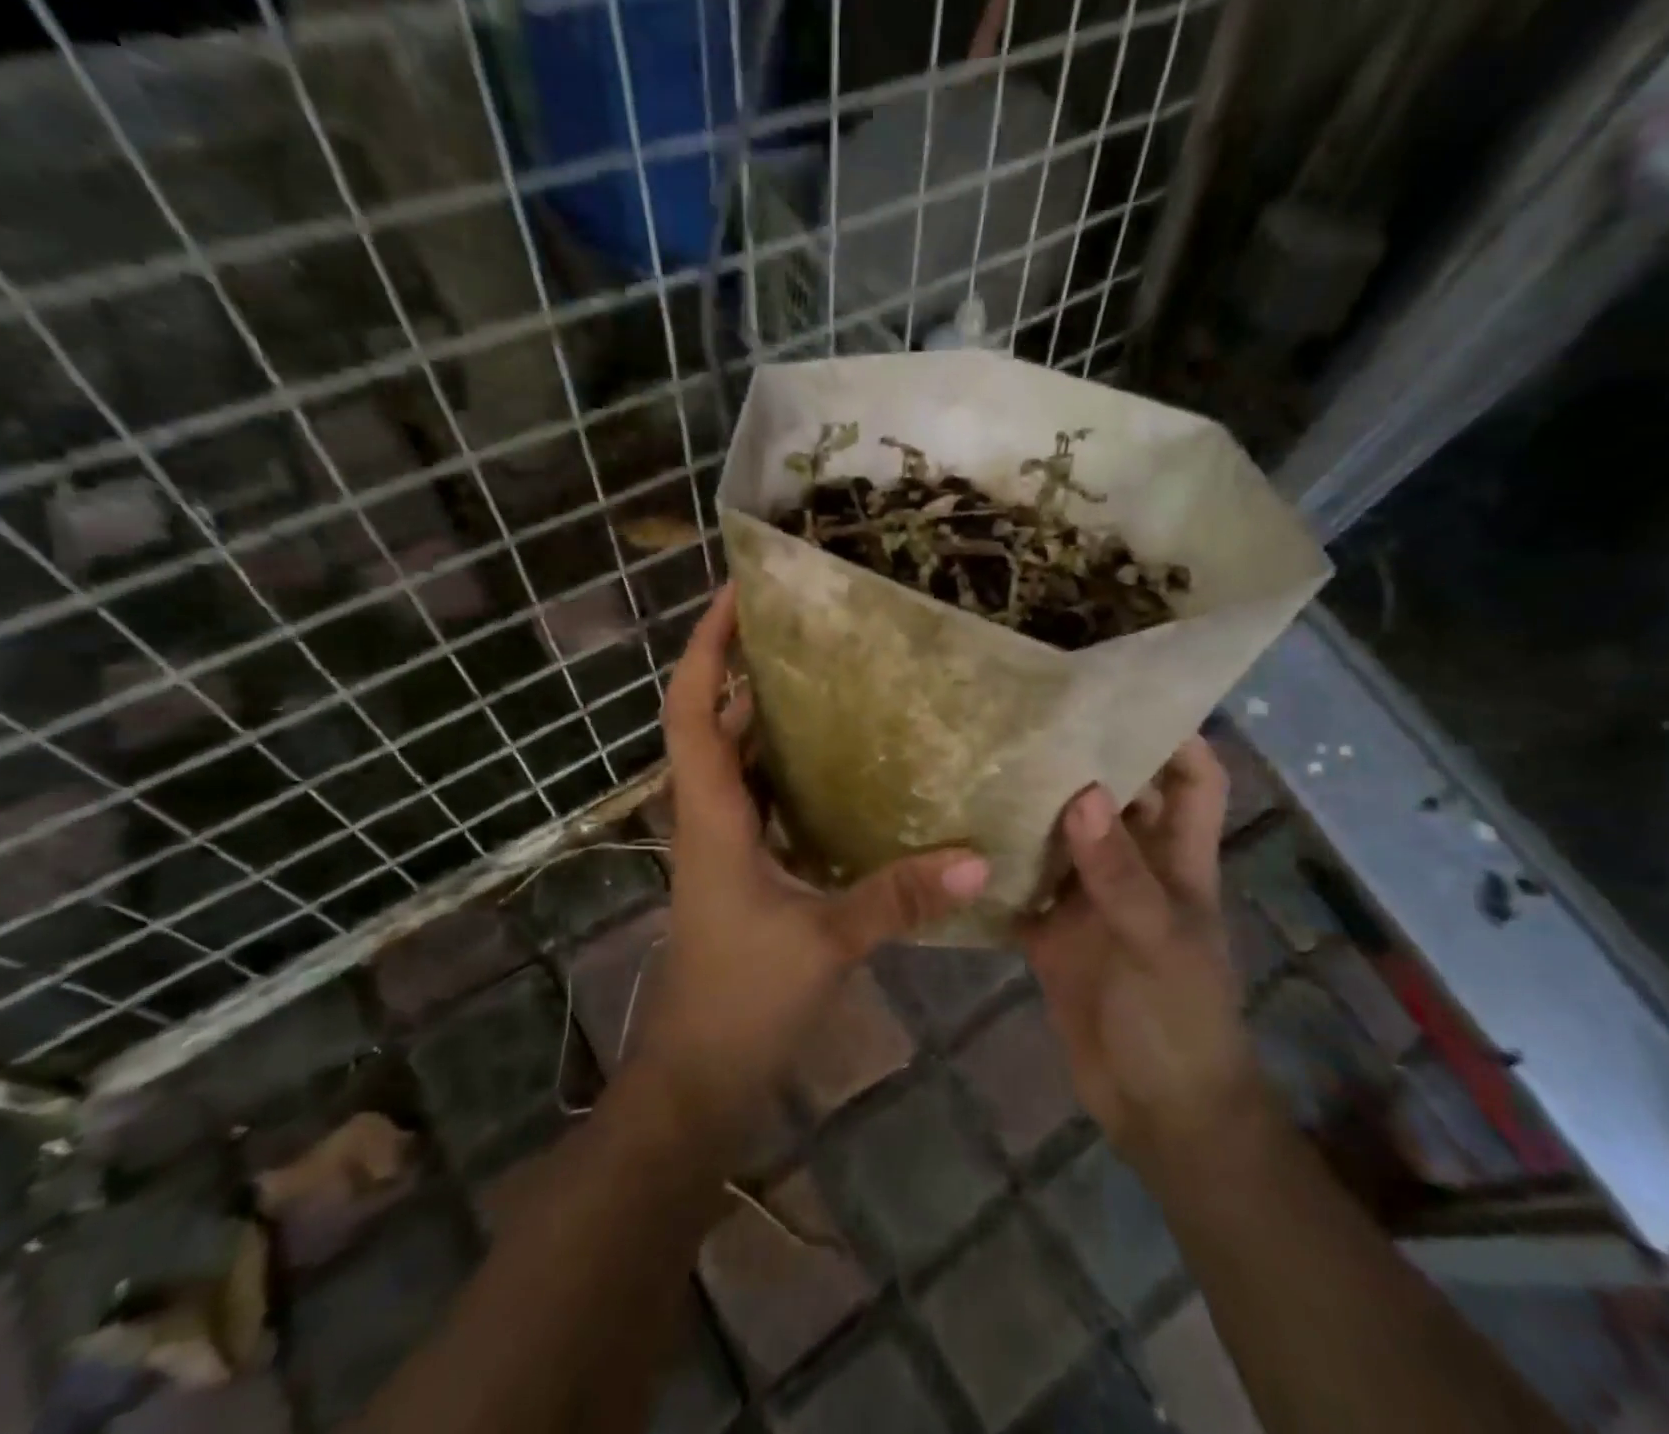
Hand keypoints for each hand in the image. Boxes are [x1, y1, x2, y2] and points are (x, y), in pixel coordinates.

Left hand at [638, 587, 989, 1147]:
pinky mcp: (749, 866)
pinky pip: (768, 795)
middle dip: (747, 665)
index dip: (705, 648)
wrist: (701, 1074)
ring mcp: (728, 841)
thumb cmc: (741, 1001)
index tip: (736, 593)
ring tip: (835, 672)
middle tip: (809, 623)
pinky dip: (796, 765)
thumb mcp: (825, 943)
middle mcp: (712, 814)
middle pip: (714, 720)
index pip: (691, 709)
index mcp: (712, 815)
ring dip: (772, 713)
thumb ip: (897, 898)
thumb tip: (978, 858)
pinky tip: (850, 761)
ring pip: (742, 757)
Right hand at [1021, 739, 1262, 1168]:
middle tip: (1025, 719)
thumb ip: (1118, 872)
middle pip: (1114, 797)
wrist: (1157, 1109)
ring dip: (1031, 810)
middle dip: (1081, 760)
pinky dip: (997, 869)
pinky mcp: (1051, 932)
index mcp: (1177, 858)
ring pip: (1061, 838)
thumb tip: (1082, 792)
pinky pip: (1022, 887)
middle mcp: (1133, 867)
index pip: (1193, 778)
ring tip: (980, 765)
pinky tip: (956, 842)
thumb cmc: (1180, 1019)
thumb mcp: (1156, 940)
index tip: (1122, 696)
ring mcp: (1089, 899)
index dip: (1174, 736)